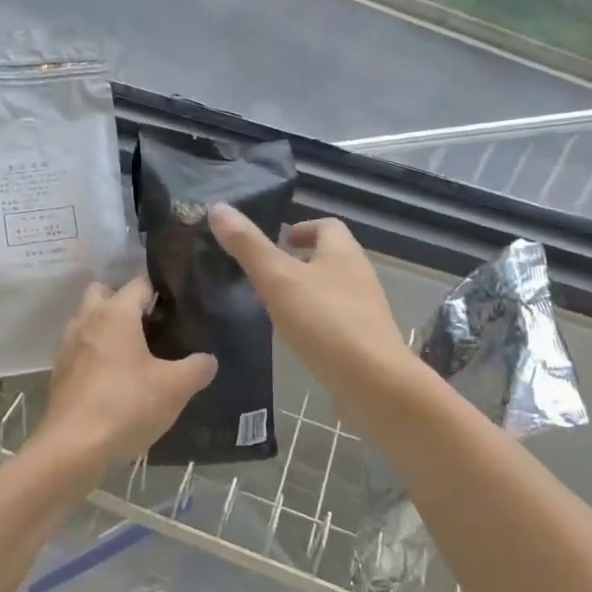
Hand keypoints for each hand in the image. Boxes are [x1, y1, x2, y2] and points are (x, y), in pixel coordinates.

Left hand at [36, 278, 216, 474]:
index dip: (158, 292)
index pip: (138, 283)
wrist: (72, 449)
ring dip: (105, 328)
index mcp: (116, 313)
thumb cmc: (126, 406)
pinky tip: (113, 380)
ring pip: (86, 320)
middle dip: (122, 301)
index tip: (175, 310)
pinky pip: (79, 350)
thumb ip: (197, 368)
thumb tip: (209, 359)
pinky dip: (93, 354)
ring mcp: (68, 346)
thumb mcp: (175, 388)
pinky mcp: (59, 373)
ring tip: (132, 354)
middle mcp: (87, 320)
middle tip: (148, 326)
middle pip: (102, 292)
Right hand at [208, 204, 411, 414]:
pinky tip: (296, 338)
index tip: (277, 241)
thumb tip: (218, 208)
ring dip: (306, 293)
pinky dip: (315, 322)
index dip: (302, 228)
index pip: (327, 226)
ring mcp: (366, 311)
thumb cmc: (324, 321)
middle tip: (266, 275)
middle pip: (330, 258)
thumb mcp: (278, 279)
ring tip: (274, 307)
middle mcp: (359, 276)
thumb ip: (248, 246)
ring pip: (332, 291)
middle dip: (300, 262)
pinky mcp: (365, 342)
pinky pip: (336, 321)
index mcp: (343, 252)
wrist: (374, 382)